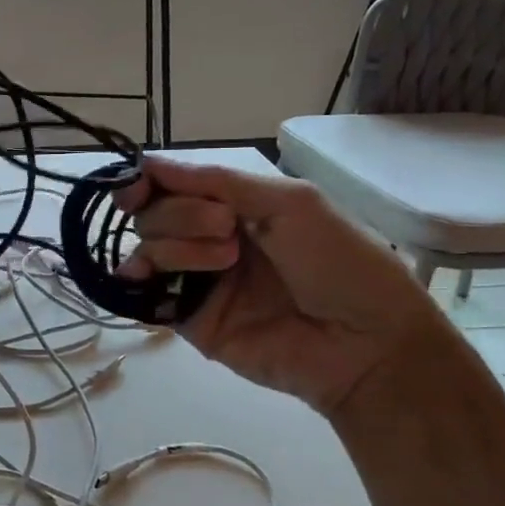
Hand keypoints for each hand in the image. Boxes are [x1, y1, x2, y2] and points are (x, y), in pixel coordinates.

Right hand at [114, 157, 462, 416]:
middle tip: (227, 230)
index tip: (138, 187)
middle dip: (181, 215)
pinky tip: (144, 277)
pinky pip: (147, 295)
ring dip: (177, 247)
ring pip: (148, 249)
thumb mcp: (289, 202)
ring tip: (225, 262)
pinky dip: (138, 281)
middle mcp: (209, 239)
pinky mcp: (190, 320)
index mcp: (235, 206)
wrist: (366, 344)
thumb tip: (146, 162)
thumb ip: (216, 181)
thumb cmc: (340, 262)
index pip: (171, 185)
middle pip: (154, 214)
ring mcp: (198, 280)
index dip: (146, 181)